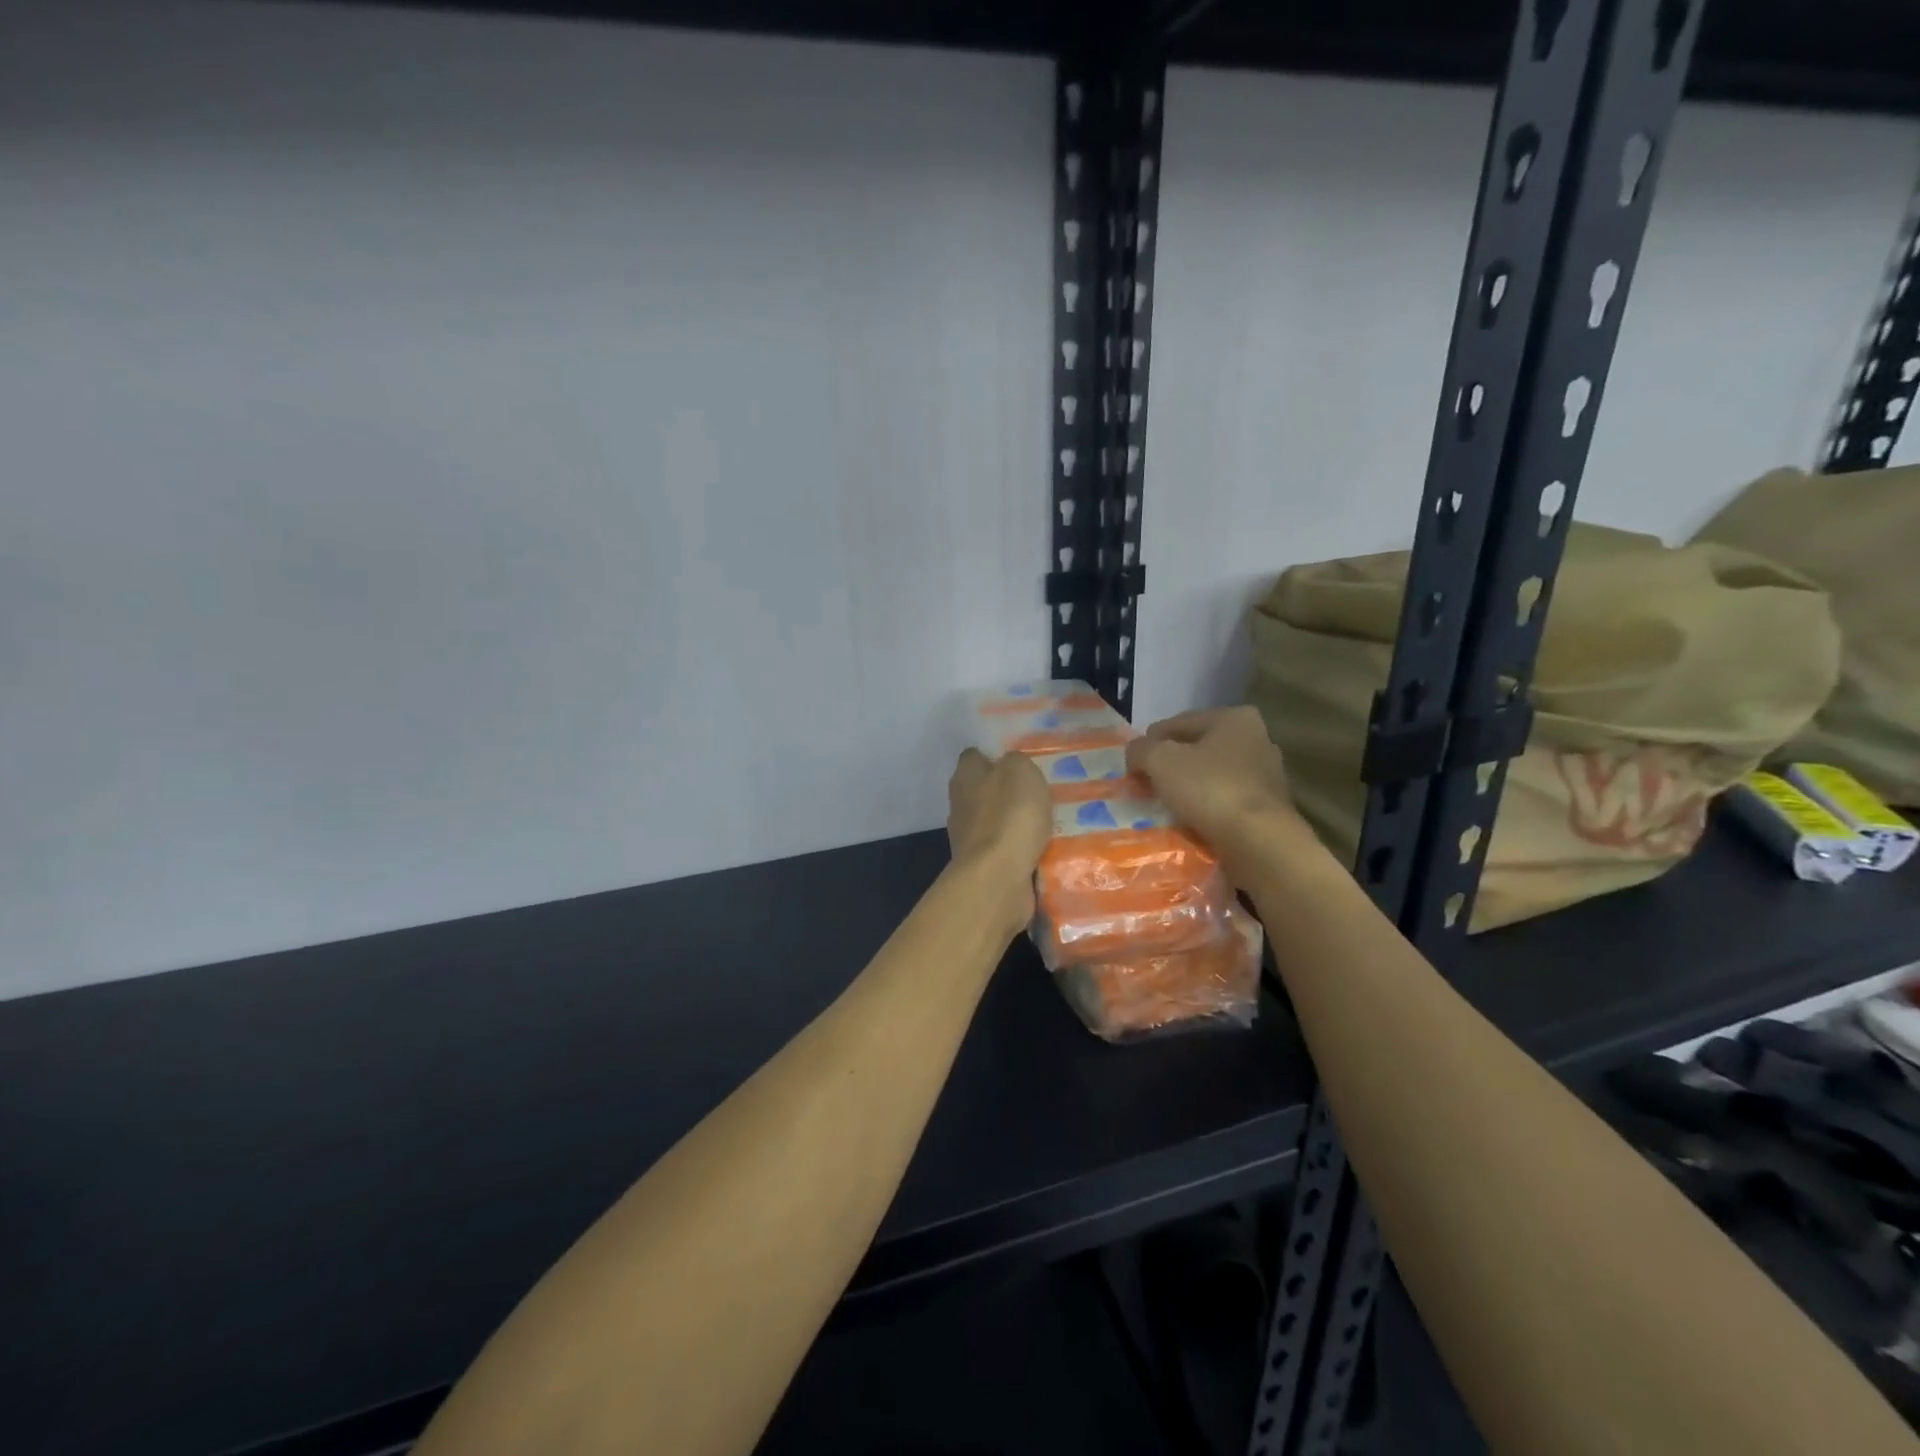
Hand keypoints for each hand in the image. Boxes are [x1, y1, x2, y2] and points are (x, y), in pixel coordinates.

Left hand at [946, 748, 1051, 935]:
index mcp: (965, 776)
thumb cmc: (1009, 815)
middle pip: (984, 790)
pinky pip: (1006, 850)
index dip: (995, 756)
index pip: (974, 756)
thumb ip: (1016, 762)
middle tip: (1040, 792)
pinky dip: (1021, 849)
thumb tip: (1010, 766)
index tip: (1020, 762)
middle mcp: (960, 804)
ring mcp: (968, 838)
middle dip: (1008, 791)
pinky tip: (1043, 849)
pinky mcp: (982, 865)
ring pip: (996, 821)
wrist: (998, 876)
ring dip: (1016, 823)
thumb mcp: (1021, 770)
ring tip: (1049, 822)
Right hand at [1125, 707, 1302, 852]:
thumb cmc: (1210, 790)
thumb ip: (1140, 749)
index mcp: (1234, 718)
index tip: (1131, 768)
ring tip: (1162, 807)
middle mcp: (1256, 739)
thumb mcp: (1160, 760)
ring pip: (1210, 776)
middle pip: (1195, 749)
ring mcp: (1266, 775)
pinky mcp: (1267, 808)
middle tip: (1144, 787)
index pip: (1177, 723)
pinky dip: (1205, 809)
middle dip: (1169, 767)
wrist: (1258, 843)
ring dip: (1186, 789)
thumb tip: (1135, 754)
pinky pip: (1224, 802)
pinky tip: (1188, 823)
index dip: (1149, 743)